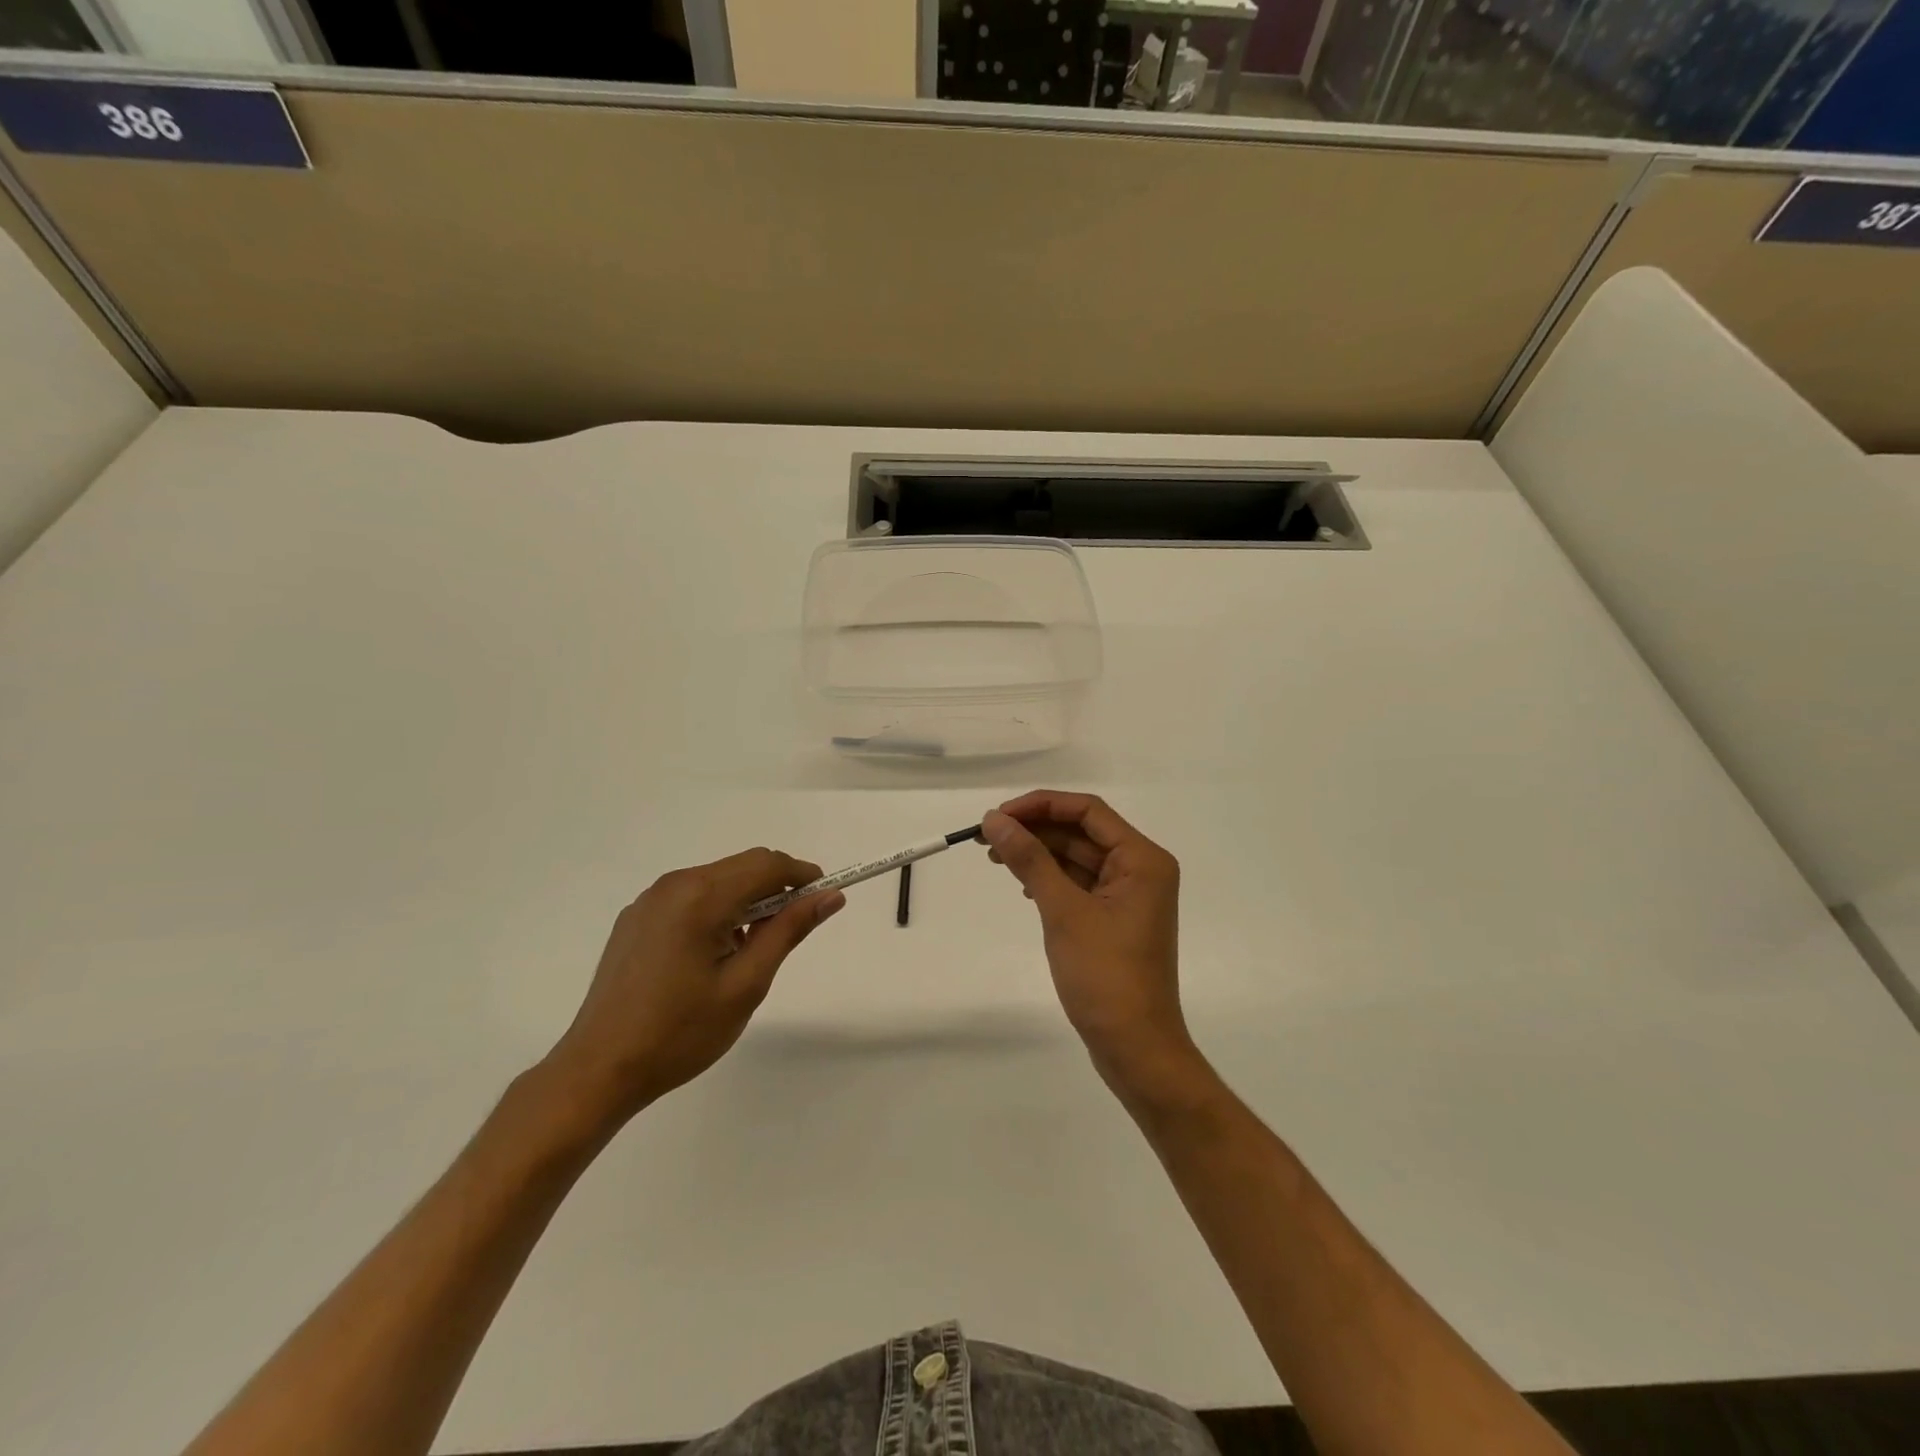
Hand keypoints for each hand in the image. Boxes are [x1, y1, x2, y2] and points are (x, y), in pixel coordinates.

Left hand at [543, 849, 843, 1124]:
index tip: (824, 900)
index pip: (767, 864)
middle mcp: (673, 885)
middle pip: (743, 866)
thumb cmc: (680, 1032)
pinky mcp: (636, 918)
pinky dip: (717, 909)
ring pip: (718, 880)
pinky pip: (691, 896)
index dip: (803, 876)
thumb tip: (830, 896)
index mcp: (700, 897)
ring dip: (747, 900)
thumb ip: (788, 931)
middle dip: (776, 888)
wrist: (599, 1070)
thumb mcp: (746, 985)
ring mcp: (650, 900)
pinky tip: (713, 954)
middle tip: (791, 931)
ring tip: (750, 950)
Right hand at [982, 792, 1210, 1108]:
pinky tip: (1022, 883)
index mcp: (1142, 859)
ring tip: (995, 856)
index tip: (999, 815)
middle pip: (1082, 832)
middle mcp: (1140, 869)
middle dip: (1035, 830)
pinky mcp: (1114, 919)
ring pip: (1077, 858)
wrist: (1135, 1047)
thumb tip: (994, 820)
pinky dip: (1050, 879)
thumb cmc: (1105, 975)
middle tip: (988, 835)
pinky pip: (1079, 884)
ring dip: (1039, 854)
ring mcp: (1128, 896)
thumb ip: (1029, 860)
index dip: (1041, 805)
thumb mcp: (1063, 911)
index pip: (1088, 811)